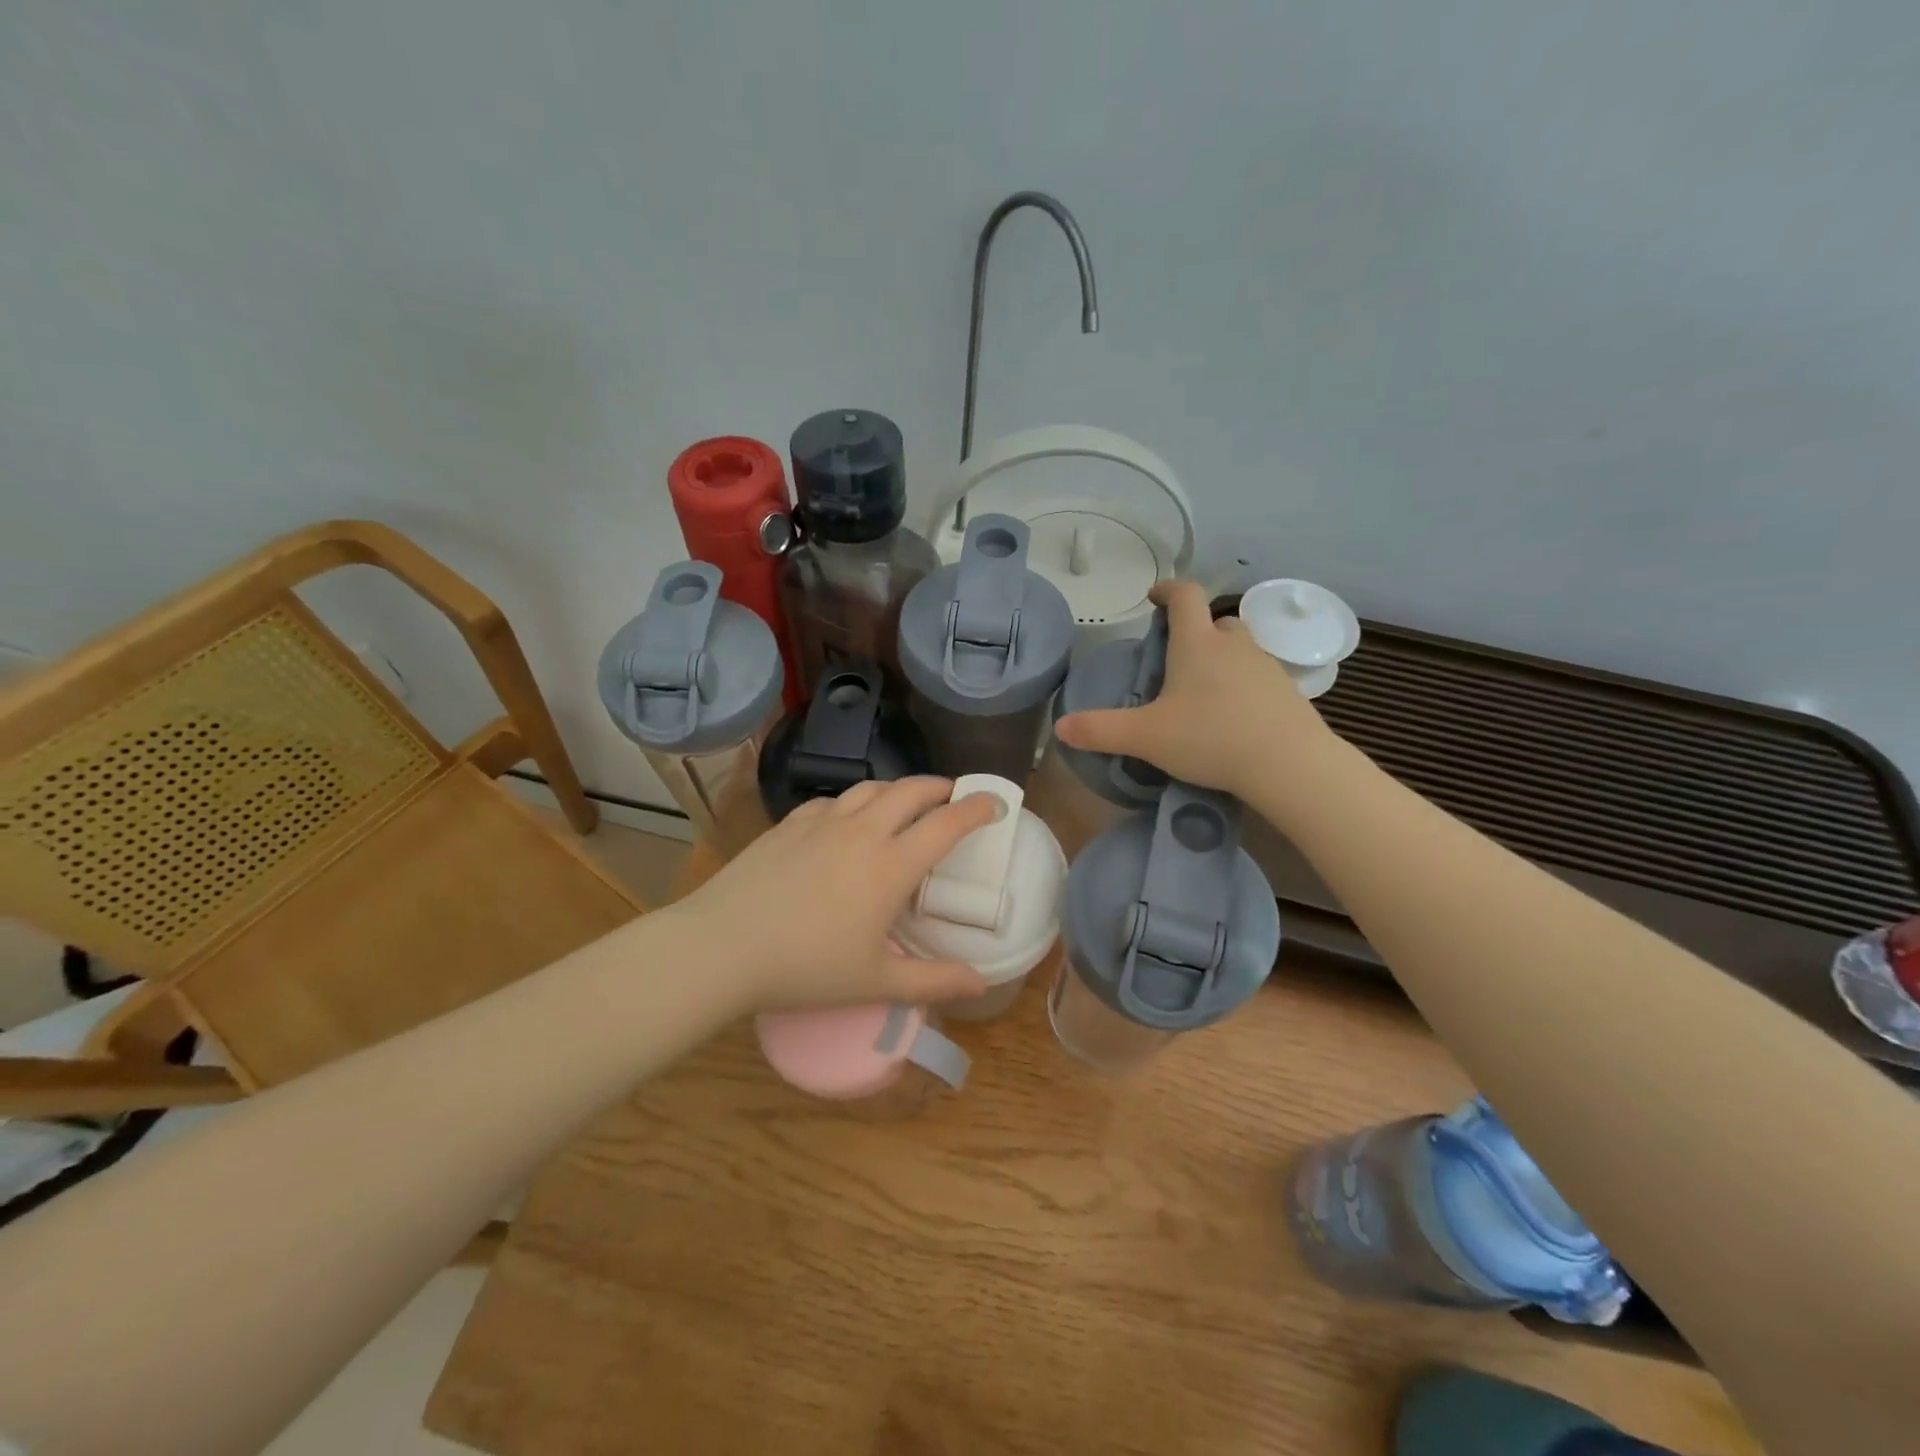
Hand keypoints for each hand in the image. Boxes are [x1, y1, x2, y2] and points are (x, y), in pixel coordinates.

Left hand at [676, 777, 998, 1013]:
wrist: (722, 947)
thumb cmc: (805, 969)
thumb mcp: (876, 982)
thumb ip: (934, 981)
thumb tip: (983, 983)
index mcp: (890, 866)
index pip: (946, 824)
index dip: (977, 809)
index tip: (995, 803)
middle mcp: (862, 832)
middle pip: (910, 791)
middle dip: (940, 787)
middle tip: (953, 797)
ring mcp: (822, 822)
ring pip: (871, 789)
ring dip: (897, 790)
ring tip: (905, 804)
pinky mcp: (789, 824)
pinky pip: (832, 801)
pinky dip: (854, 804)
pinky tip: (847, 822)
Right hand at [1053, 580, 1335, 800]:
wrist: (1288, 764)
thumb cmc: (1210, 738)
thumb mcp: (1145, 737)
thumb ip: (1100, 730)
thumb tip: (1060, 727)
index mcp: (1197, 644)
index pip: (1184, 596)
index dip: (1168, 590)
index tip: (1153, 597)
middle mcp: (1234, 645)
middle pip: (1216, 621)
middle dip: (1196, 630)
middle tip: (1177, 657)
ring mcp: (1266, 666)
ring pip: (1241, 647)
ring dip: (1222, 657)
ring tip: (1203, 689)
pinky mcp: (1288, 692)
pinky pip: (1260, 676)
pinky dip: (1243, 685)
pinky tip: (1233, 715)